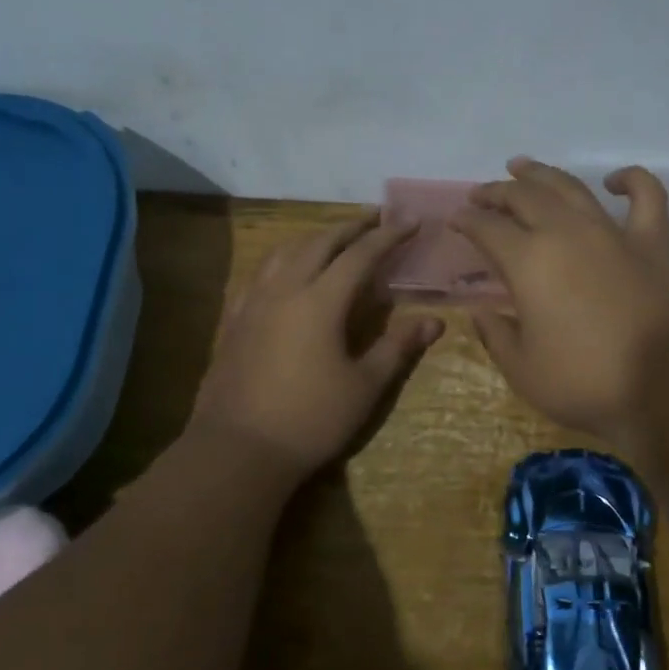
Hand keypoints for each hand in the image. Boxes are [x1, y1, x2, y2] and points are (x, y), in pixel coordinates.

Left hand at [188, 212, 443, 479]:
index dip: (387, 236)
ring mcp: (253, 303)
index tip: (410, 221)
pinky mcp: (234, 320)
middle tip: (375, 220)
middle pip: (319, 243)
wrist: (238, 449)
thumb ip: (397, 347)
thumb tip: (435, 321)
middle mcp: (284, 289)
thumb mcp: (365, 386)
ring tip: (333, 239)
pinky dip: (282, 260)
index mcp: (320, 301)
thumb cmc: (310, 419)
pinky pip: (260, 274)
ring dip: (314, 238)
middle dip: (350, 228)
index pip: (360, 255)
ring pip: (284, 252)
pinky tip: (286, 273)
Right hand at [452, 158, 668, 447]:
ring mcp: (613, 233)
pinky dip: (632, 180)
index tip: (456, 219)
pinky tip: (616, 180)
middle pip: (525, 197)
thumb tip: (481, 312)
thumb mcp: (522, 370)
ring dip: (542, 174)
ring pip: (571, 187)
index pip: (487, 228)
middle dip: (497, 192)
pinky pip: (647, 197)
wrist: (666, 389)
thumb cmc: (585, 383)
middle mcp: (567, 233)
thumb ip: (496, 335)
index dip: (467, 220)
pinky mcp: (653, 244)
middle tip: (481, 194)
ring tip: (522, 167)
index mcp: (529, 262)